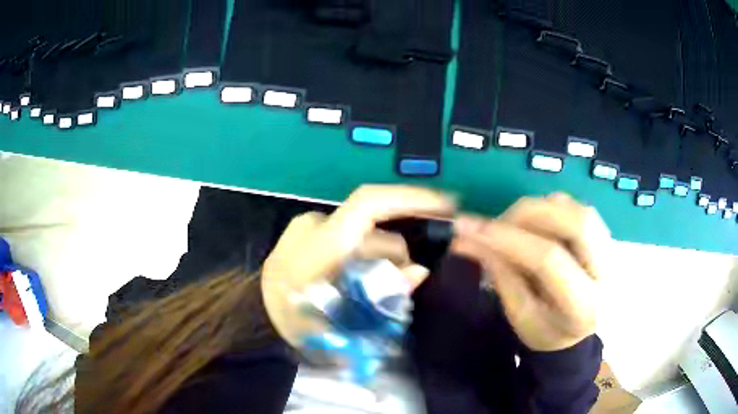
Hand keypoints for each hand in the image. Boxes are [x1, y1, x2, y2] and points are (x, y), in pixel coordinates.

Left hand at [262, 185, 454, 346]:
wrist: (252, 320)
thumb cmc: (295, 324)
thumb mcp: (342, 320)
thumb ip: (385, 294)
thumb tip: (420, 271)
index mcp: (321, 241)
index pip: (371, 203)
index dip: (411, 198)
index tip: (444, 205)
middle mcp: (315, 225)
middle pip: (375, 230)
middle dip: (397, 256)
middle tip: (401, 289)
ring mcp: (308, 229)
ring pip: (362, 237)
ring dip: (378, 262)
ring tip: (373, 295)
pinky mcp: (304, 236)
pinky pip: (348, 241)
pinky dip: (362, 260)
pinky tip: (357, 283)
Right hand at [452, 193, 610, 351]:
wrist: (577, 332)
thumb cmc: (546, 332)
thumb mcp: (519, 316)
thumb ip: (501, 276)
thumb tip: (471, 238)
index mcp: (583, 305)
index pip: (549, 260)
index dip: (508, 239)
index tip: (470, 229)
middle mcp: (606, 272)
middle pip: (575, 222)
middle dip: (530, 212)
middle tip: (496, 222)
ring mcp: (611, 250)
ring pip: (578, 209)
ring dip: (540, 208)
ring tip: (513, 225)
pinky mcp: (607, 237)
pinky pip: (578, 208)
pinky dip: (551, 208)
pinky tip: (535, 223)